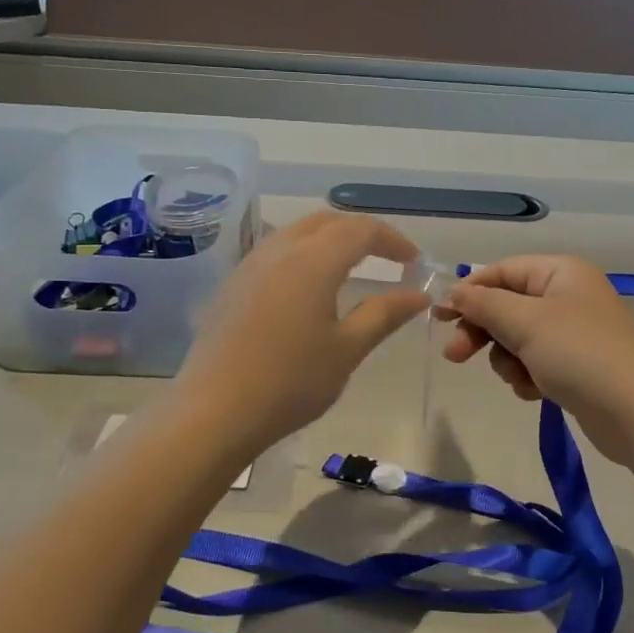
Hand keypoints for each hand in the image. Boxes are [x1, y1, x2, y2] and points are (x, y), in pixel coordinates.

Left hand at [173, 211, 428, 453]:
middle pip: (327, 222)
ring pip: (297, 233)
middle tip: (387, 257)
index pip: (361, 230)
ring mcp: (250, 266)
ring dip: (330, 240)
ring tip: (352, 268)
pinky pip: (275, 252)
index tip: (414, 262)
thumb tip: (419, 294)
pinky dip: (304, 255)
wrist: (214, 411)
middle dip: (361, 232)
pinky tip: (309, 288)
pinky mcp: (232, 286)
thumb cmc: (291, 382)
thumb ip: (385, 314)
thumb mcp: (348, 349)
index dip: (392, 240)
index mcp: (313, 260)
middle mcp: (280, 250)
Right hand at [440, 254, 633, 464]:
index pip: (503, 271)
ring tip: (518, 377)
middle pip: (507, 306)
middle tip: (455, 356)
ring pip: (517, 338)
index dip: (470, 291)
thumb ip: (484, 304)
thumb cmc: (579, 354)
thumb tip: (454, 292)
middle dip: (483, 331)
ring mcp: (573, 333)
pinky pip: (535, 363)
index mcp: (560, 272)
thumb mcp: (525, 322)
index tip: (439, 315)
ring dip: (507, 359)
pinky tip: (534, 392)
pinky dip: (527, 376)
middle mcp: (567, 296)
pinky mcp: (576, 366)